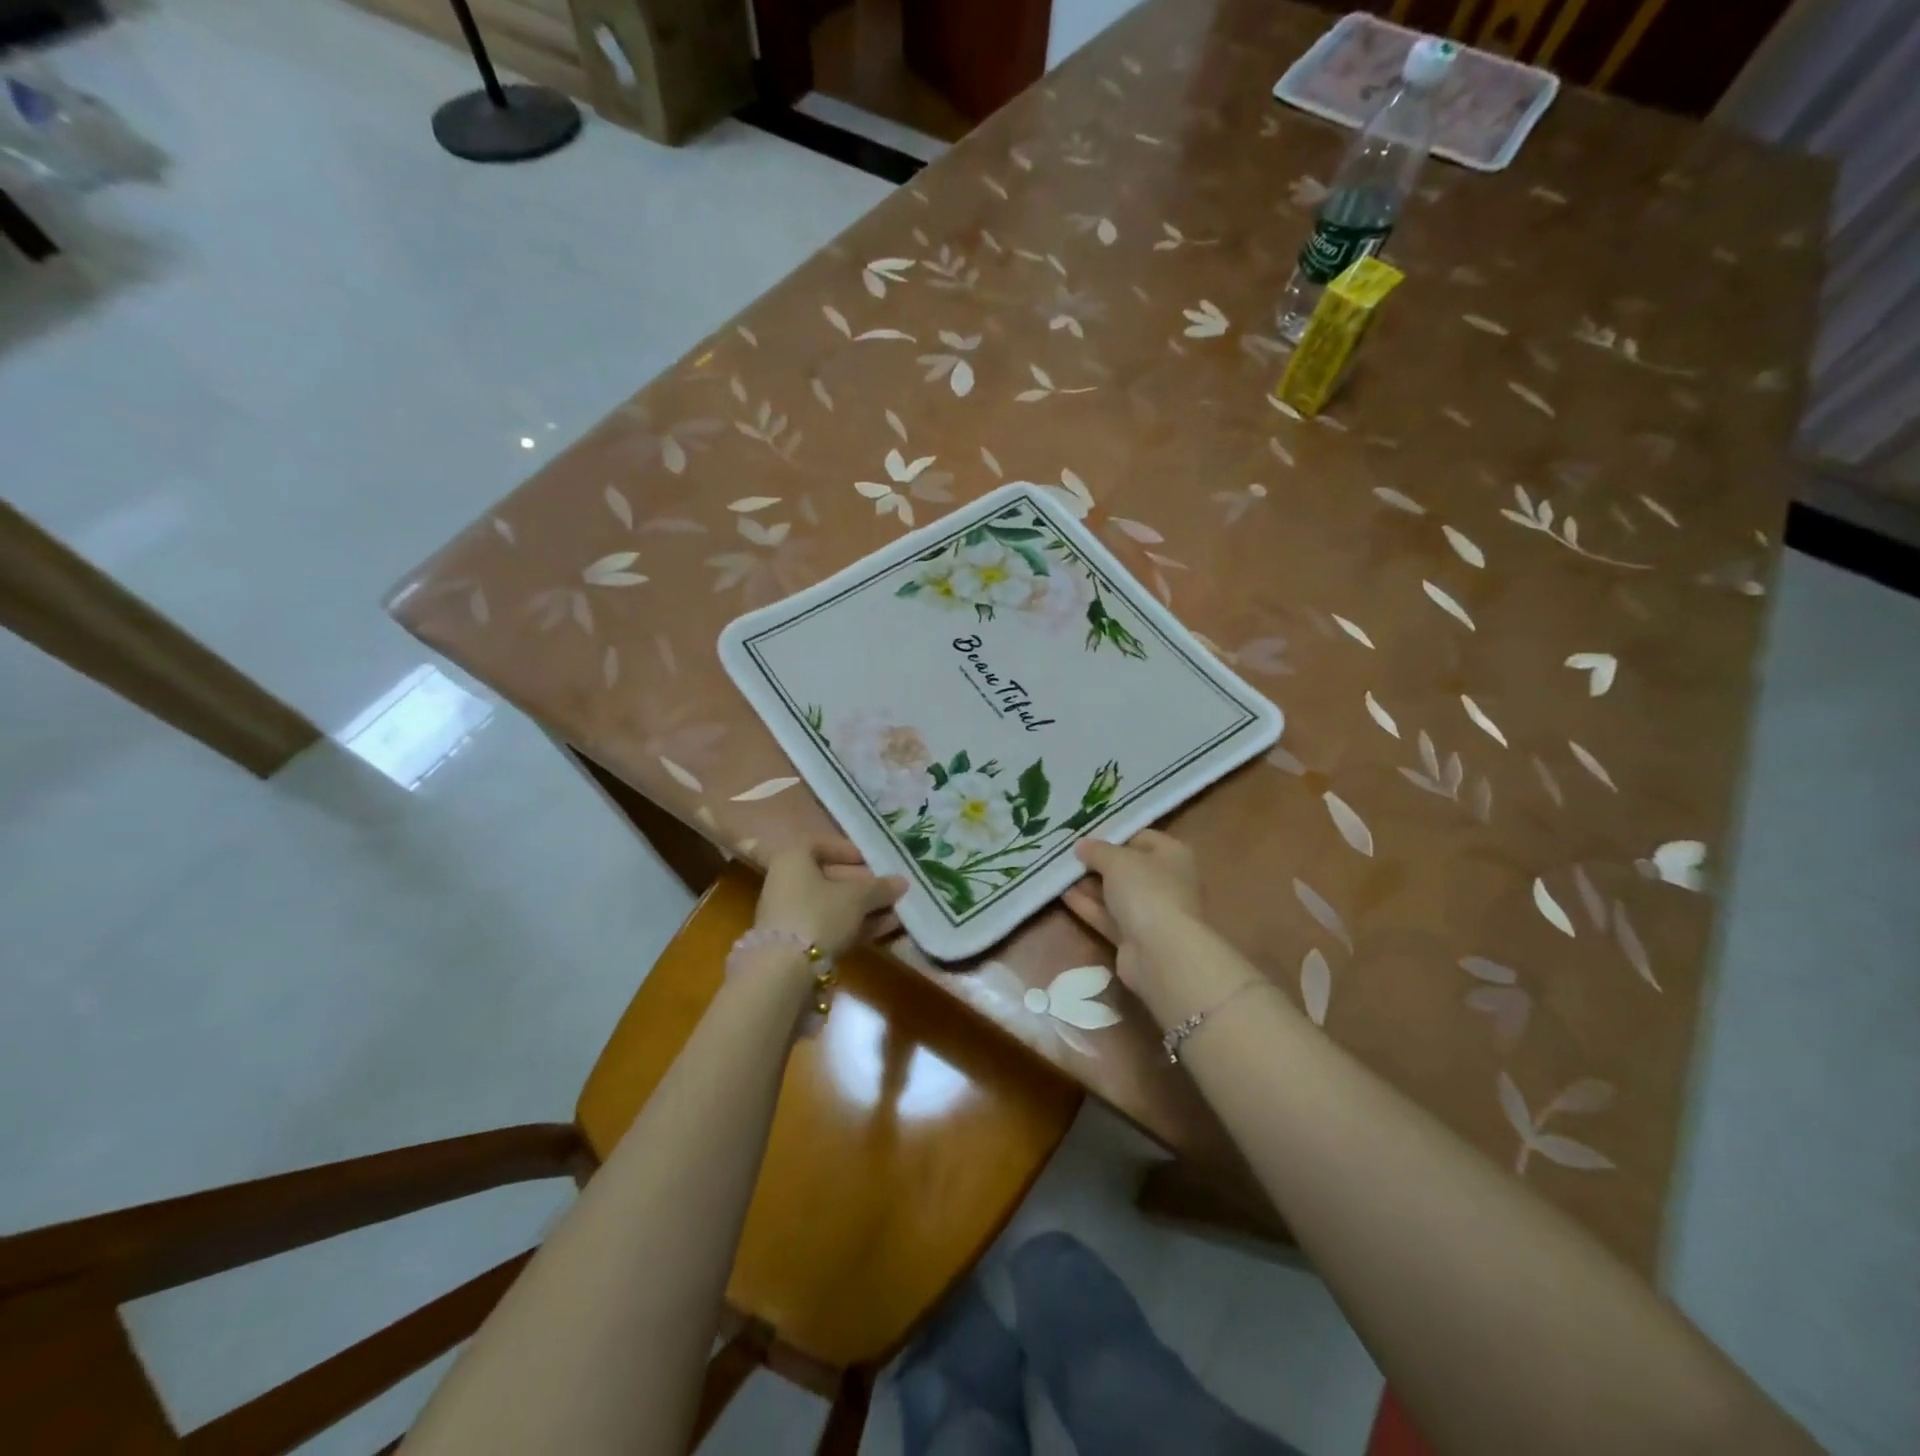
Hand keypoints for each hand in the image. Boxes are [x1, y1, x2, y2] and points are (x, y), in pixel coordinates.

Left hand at [755, 838, 907, 960]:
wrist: (784, 971)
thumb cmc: (819, 914)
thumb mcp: (856, 897)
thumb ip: (880, 887)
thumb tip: (902, 881)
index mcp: (792, 859)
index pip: (820, 845)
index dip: (847, 851)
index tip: (871, 861)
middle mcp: (786, 882)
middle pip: (829, 877)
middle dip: (863, 884)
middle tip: (890, 889)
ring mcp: (790, 914)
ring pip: (832, 905)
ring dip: (864, 907)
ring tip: (896, 912)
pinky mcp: (797, 943)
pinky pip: (830, 926)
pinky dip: (854, 925)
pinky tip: (885, 930)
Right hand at [1062, 830, 1204, 997]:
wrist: (1162, 953)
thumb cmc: (1147, 891)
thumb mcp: (1117, 860)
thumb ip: (1097, 850)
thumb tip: (1082, 845)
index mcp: (1173, 855)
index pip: (1141, 837)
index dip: (1113, 835)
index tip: (1085, 835)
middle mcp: (1167, 882)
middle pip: (1127, 867)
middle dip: (1098, 862)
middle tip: (1066, 854)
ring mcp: (1152, 912)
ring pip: (1116, 894)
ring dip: (1089, 885)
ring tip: (1059, 873)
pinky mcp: (1135, 938)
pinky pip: (1109, 917)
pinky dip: (1089, 907)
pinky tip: (1063, 895)